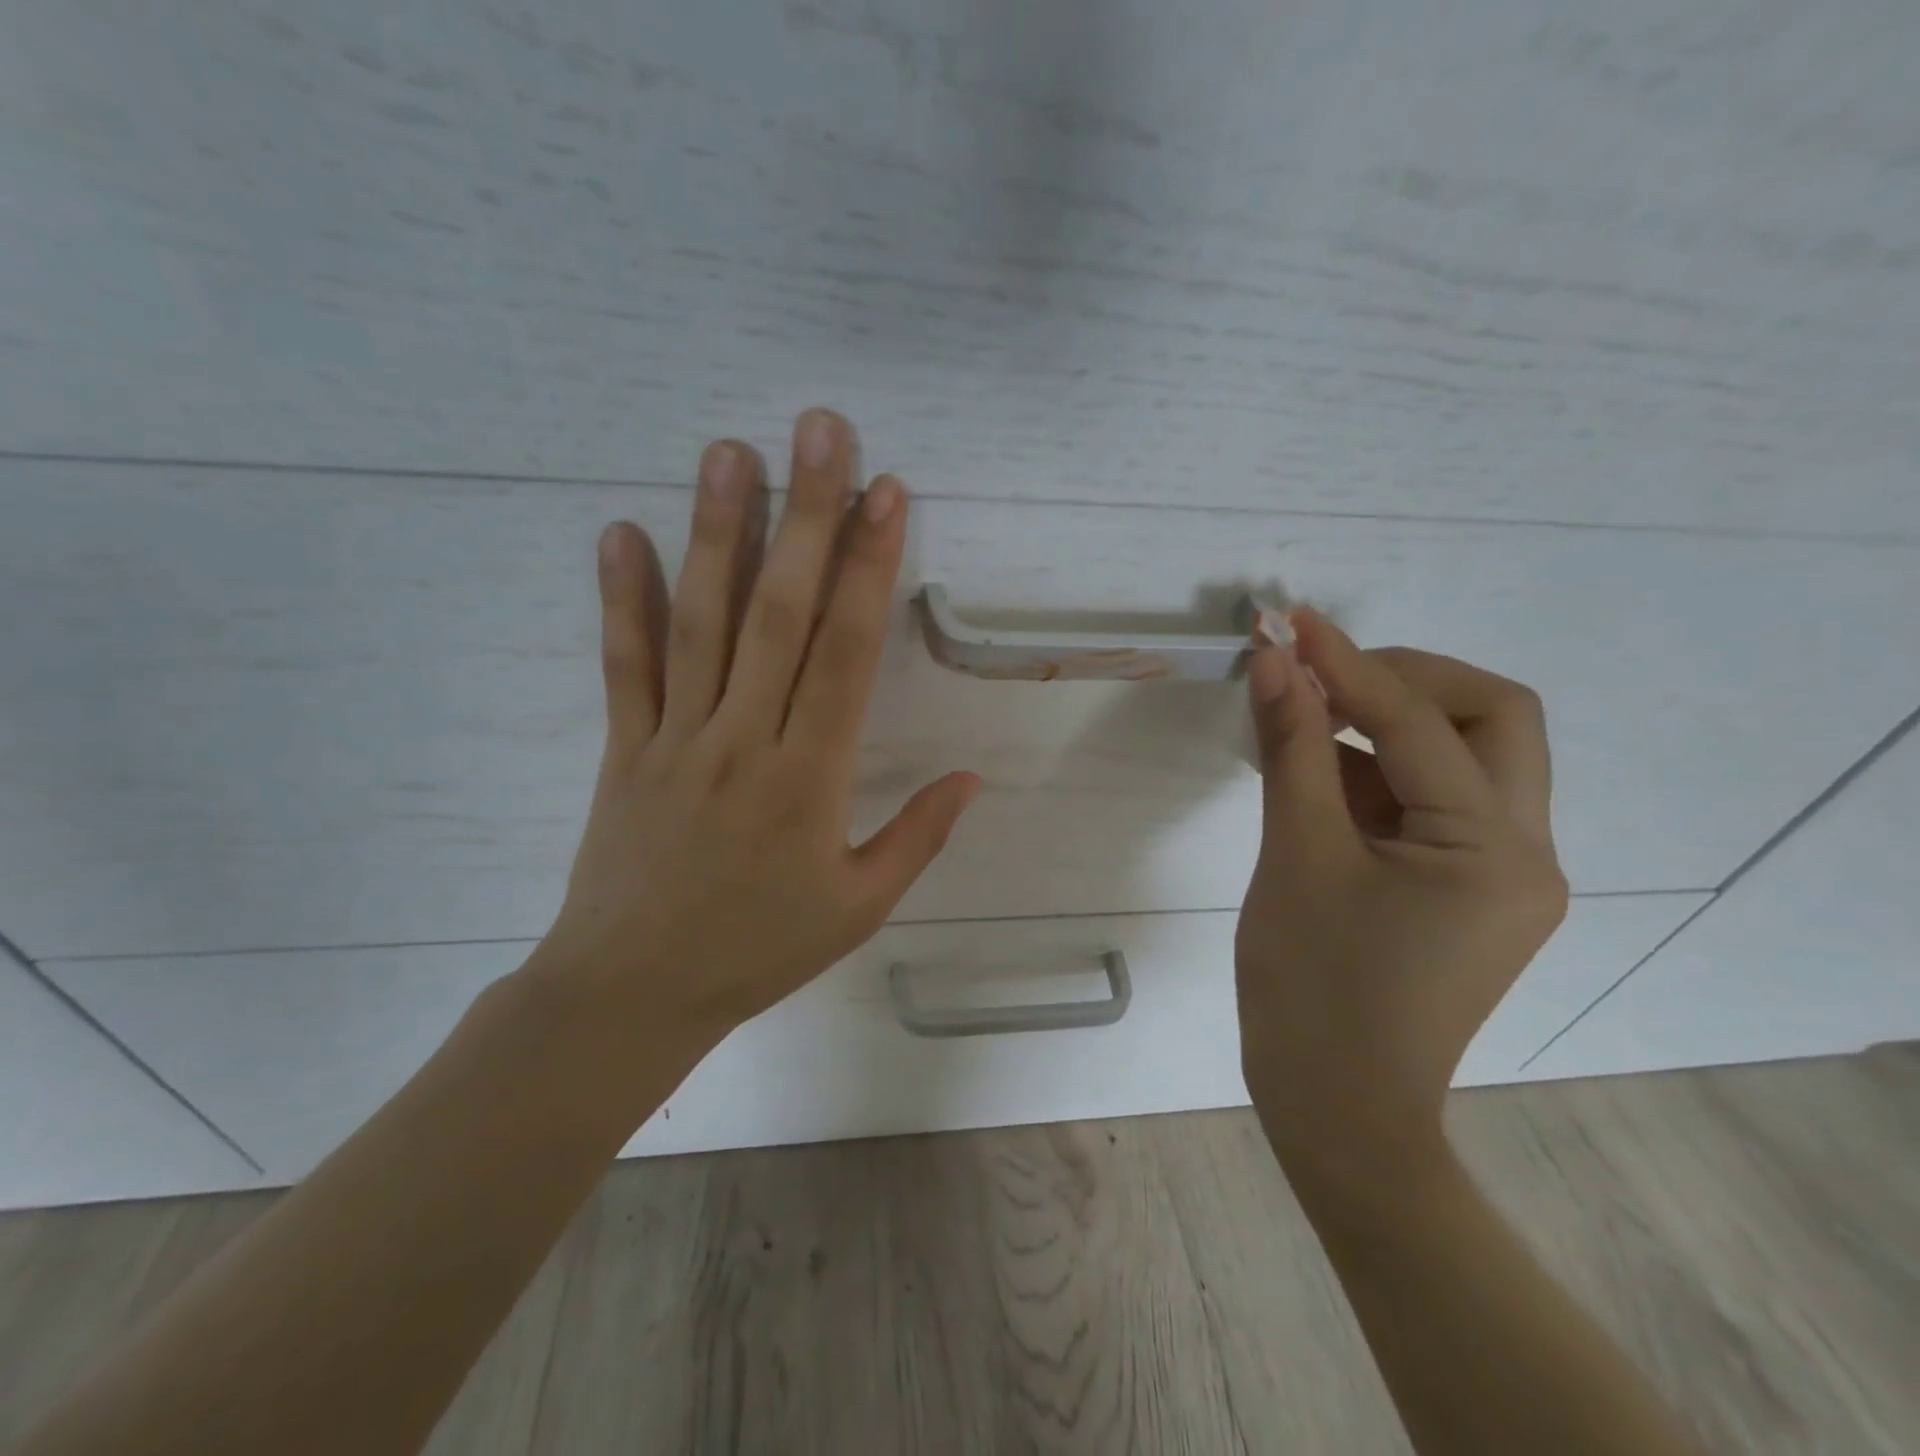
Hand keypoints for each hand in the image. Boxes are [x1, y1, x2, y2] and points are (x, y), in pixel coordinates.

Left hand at [535, 409, 978, 1044]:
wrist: (632, 992)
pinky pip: (626, 664)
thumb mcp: (858, 907)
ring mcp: (677, 738)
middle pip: (779, 613)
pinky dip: (622, 598)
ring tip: (730, 453)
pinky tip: (622, 533)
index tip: (886, 495)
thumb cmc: (757, 951)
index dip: (869, 568)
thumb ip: (917, 837)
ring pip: (701, 622)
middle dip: (806, 517)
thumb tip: (971, 779)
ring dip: (718, 533)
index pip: (847, 652)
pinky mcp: (626, 747)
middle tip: (818, 432)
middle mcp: (745, 739)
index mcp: (810, 778)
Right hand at [1235, 609, 1567, 1176]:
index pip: (1421, 724)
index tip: (1290, 624)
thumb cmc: (1312, 988)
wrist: (1336, 1106)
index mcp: (1496, 851)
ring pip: (1463, 758)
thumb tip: (1273, 663)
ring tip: (1303, 717)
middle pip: (1490, 720)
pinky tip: (1316, 771)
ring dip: (1385, 724)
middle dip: (1404, 680)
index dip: (1349, 666)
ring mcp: (1501, 873)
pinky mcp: (1466, 888)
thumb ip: (1291, 748)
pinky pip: (1431, 802)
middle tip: (1321, 674)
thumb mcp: (1296, 855)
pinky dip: (1376, 772)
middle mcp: (1525, 852)